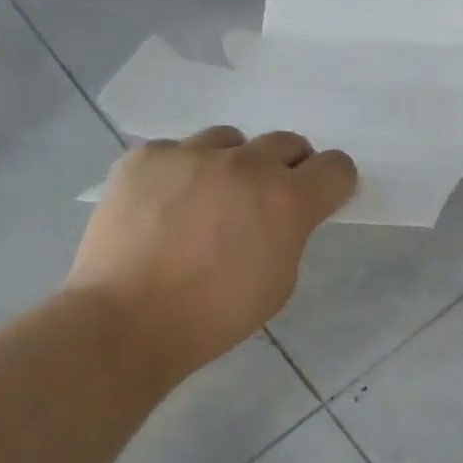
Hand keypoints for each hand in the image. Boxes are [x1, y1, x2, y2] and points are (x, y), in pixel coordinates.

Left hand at [69, 128, 355, 380]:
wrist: (126, 321)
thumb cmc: (213, 316)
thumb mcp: (278, 283)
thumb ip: (290, 234)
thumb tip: (280, 214)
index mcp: (287, 200)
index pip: (336, 167)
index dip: (332, 183)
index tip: (318, 197)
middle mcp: (245, 165)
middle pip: (286, 142)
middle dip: (285, 168)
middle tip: (262, 201)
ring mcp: (191, 154)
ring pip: (229, 141)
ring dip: (230, 165)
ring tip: (205, 201)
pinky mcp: (146, 156)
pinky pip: (176, 151)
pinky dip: (179, 173)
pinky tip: (161, 206)